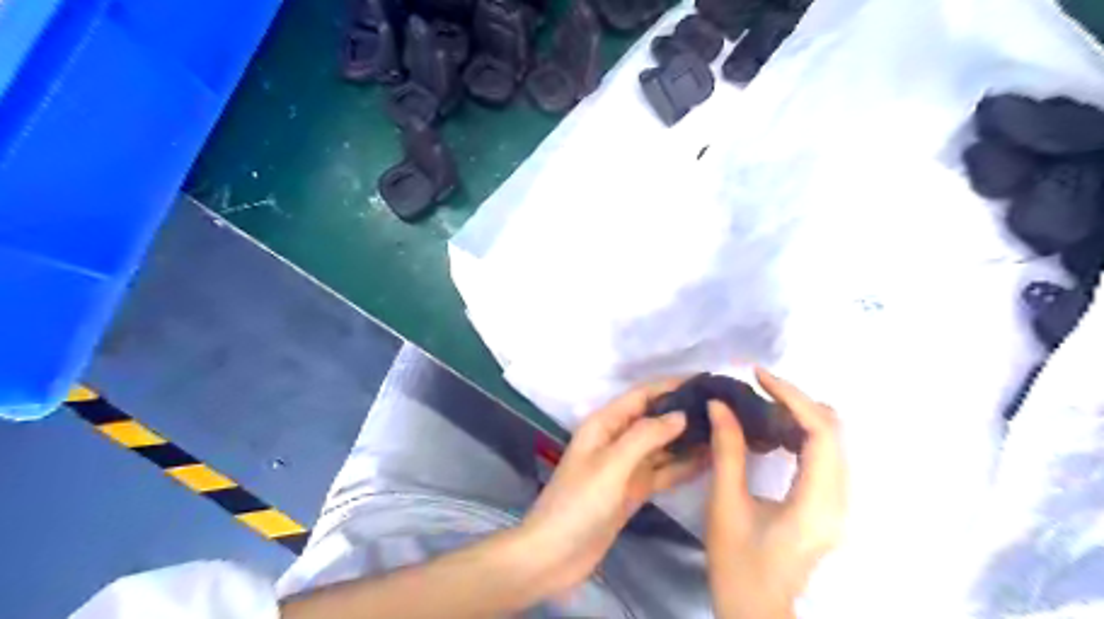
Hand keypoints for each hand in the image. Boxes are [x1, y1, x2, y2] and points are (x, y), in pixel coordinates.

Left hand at [524, 380, 711, 592]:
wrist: (555, 554)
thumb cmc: (579, 503)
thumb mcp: (612, 464)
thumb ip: (645, 436)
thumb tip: (680, 415)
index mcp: (604, 424)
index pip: (642, 395)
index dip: (671, 385)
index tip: (707, 380)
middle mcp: (616, 440)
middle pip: (654, 418)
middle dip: (684, 411)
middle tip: (724, 408)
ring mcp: (626, 466)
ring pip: (662, 445)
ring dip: (687, 439)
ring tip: (724, 431)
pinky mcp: (633, 490)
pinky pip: (663, 471)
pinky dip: (683, 466)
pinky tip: (709, 461)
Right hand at [706, 369, 846, 616]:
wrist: (756, 611)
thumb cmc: (738, 564)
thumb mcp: (726, 505)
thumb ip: (727, 450)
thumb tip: (721, 404)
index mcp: (816, 503)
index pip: (821, 432)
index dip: (792, 395)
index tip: (758, 375)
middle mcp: (839, 500)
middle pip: (832, 431)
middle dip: (794, 402)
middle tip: (755, 391)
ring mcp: (838, 504)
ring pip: (830, 441)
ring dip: (797, 417)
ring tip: (758, 409)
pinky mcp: (828, 505)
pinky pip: (823, 456)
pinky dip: (798, 435)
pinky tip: (769, 435)